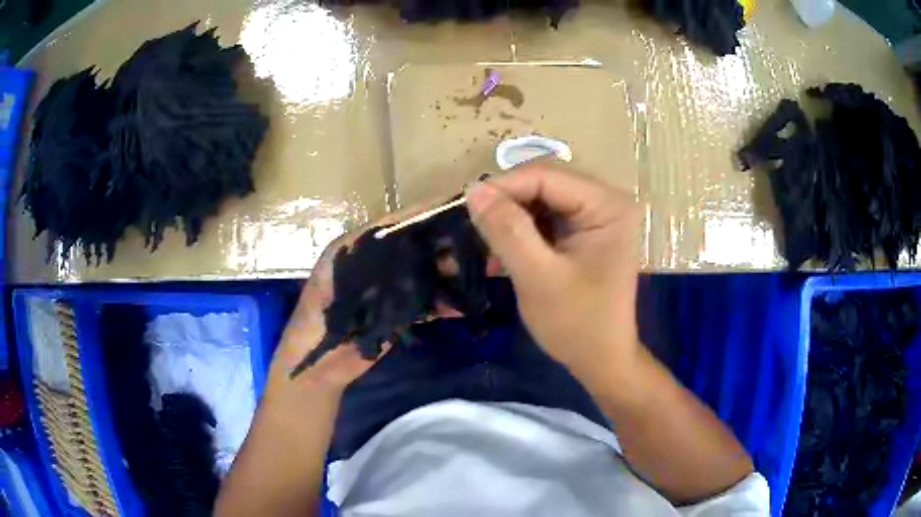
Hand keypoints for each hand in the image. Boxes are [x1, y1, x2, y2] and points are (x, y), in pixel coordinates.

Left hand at [267, 199, 478, 398]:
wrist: (318, 363)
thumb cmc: (319, 317)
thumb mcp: (338, 276)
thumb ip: (370, 252)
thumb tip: (414, 229)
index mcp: (358, 244)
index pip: (401, 221)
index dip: (430, 215)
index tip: (462, 209)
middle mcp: (375, 260)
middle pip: (418, 246)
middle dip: (449, 244)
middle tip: (483, 241)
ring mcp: (387, 287)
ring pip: (426, 272)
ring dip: (452, 272)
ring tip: (483, 268)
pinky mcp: (396, 312)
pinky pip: (425, 301)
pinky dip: (444, 302)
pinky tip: (465, 303)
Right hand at [466, 164, 640, 389]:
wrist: (601, 360)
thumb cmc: (577, 323)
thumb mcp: (538, 276)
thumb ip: (507, 230)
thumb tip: (474, 190)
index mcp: (607, 205)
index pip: (546, 176)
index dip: (503, 187)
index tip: (466, 208)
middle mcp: (605, 201)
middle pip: (543, 185)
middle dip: (505, 204)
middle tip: (471, 226)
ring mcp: (595, 217)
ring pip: (540, 201)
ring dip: (509, 220)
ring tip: (482, 242)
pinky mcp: (584, 233)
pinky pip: (545, 220)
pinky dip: (520, 233)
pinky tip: (499, 252)